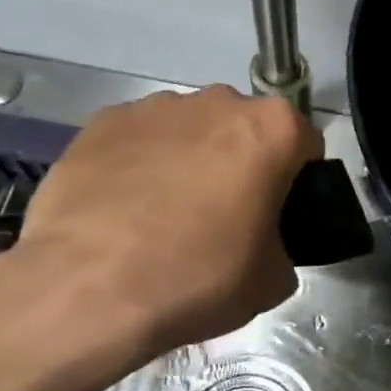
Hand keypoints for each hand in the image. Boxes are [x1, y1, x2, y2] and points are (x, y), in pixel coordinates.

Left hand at [0, 86, 321, 390]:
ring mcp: (157, 106)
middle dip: (242, 161)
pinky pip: (139, 138)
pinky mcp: (102, 121)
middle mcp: (220, 101)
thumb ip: (285, 245)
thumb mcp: (272, 280)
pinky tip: (123, 208)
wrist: (86, 290)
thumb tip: (266, 243)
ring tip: (163, 214)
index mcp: (274, 129)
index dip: (296, 181)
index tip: (276, 214)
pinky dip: (140, 162)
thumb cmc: (197, 277)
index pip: (304, 144)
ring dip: (190, 158)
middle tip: (223, 216)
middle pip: (245, 129)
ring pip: (191, 129)